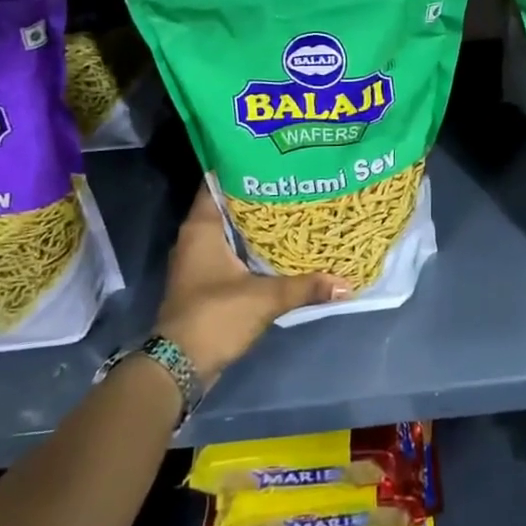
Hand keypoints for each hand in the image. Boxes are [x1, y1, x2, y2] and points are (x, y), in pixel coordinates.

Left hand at [153, 184, 349, 386]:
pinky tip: (279, 244)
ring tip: (291, 206)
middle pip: (227, 205)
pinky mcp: (205, 282)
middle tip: (291, 180)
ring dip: (255, 222)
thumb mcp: (264, 298)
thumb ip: (305, 286)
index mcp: (201, 228)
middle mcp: (195, 238)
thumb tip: (346, 283)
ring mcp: (198, 261)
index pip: (216, 182)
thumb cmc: (214, 317)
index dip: (241, 167)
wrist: (179, 368)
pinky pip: (230, 251)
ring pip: (230, 230)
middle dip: (257, 194)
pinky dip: (251, 246)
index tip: (271, 157)